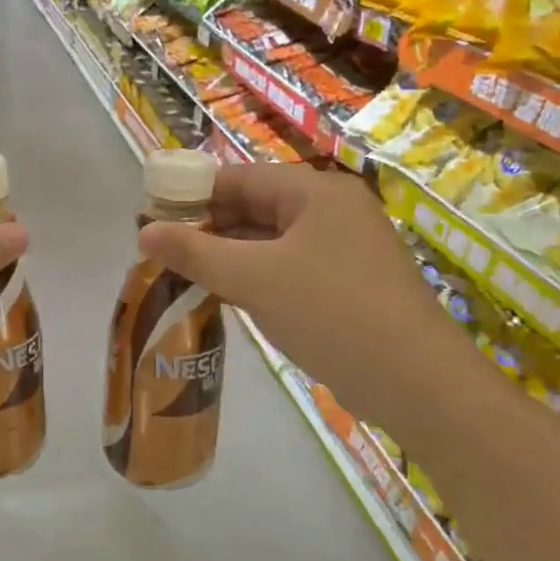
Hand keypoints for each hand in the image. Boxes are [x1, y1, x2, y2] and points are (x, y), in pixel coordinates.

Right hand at [136, 162, 473, 423]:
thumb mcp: (253, 278)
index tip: (150, 213)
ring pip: (270, 241)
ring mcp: (344, 250)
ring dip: (227, 255)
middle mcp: (332, 212)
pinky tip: (223, 295)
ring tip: (180, 273)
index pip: (240, 177)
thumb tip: (143, 232)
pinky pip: (288, 268)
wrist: (416, 382)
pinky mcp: (348, 286)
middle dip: (207, 227)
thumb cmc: (330, 312)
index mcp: (316, 193)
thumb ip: (194, 252)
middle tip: (160, 249)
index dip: (192, 192)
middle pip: (255, 207)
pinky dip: (254, 277)